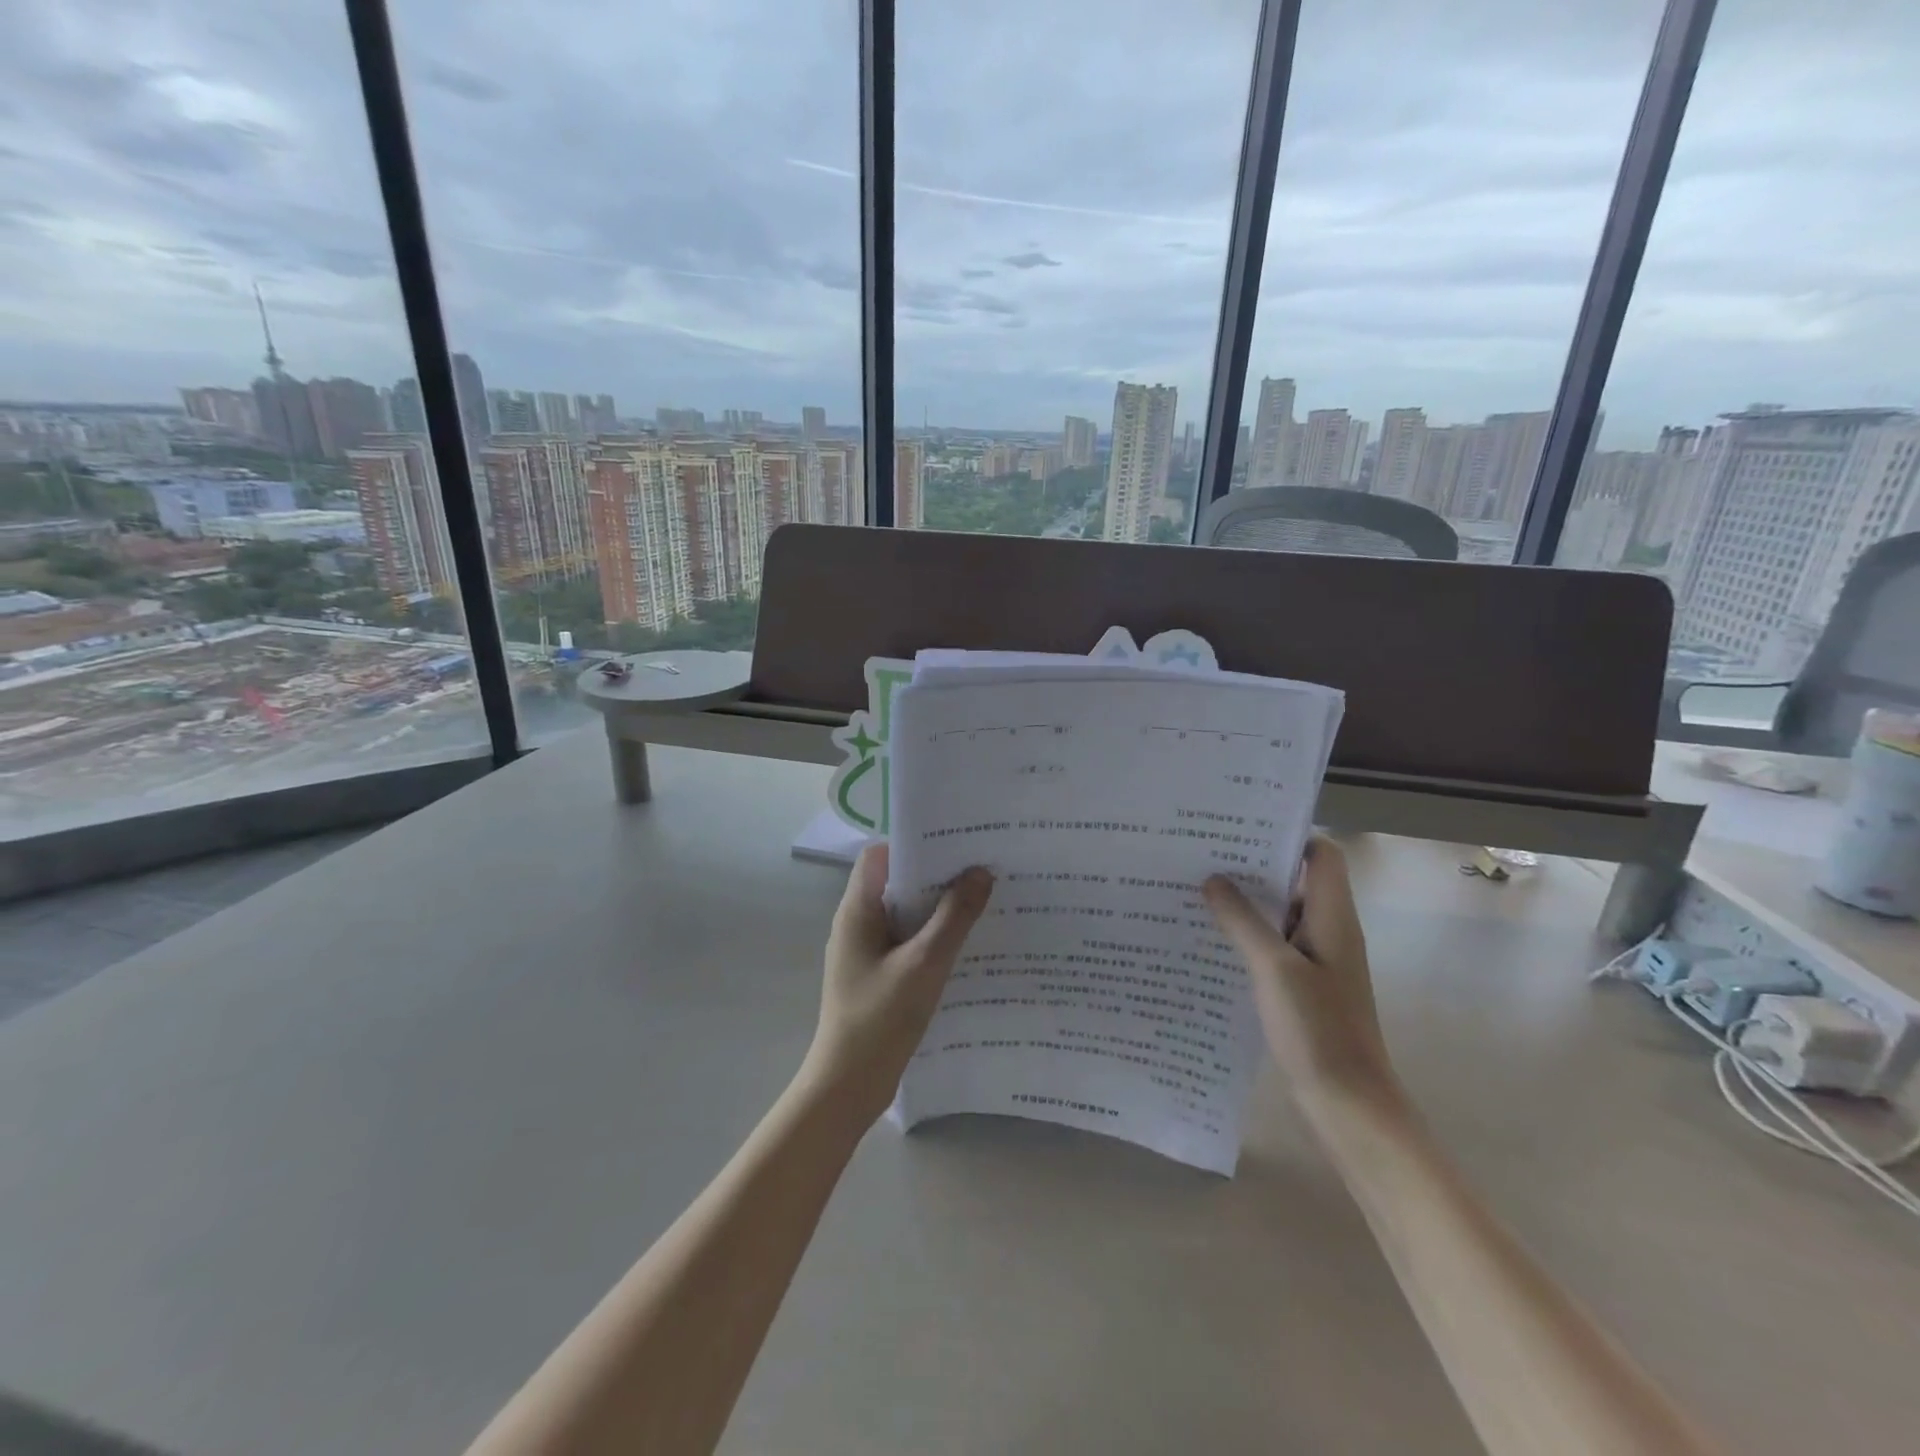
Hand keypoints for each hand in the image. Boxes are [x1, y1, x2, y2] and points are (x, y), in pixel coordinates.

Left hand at [803, 843, 993, 1123]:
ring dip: (937, 908)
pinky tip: (965, 945)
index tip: (955, 844)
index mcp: (857, 911)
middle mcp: (857, 924)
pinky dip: (932, 936)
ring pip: (904, 914)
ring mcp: (865, 951)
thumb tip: (980, 872)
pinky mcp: (876, 975)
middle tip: (981, 869)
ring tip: (981, 901)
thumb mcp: (924, 964)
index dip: (914, 844)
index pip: (880, 855)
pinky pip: (906, 941)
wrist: (848, 1086)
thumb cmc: (880, 1019)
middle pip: (896, 882)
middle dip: (936, 875)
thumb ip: (954, 917)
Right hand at [1204, 837, 1396, 1113]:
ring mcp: (1317, 960)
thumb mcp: (1274, 968)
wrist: (1348, 1105)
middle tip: (1202, 855)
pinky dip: (1247, 936)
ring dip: (1246, 904)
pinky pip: (1274, 946)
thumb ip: (1243, 920)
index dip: (1288, 836)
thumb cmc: (1317, 1030)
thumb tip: (1214, 879)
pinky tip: (1210, 940)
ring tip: (1196, 891)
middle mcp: (1329, 930)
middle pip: (1296, 881)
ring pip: (1281, 915)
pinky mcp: (1303, 986)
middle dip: (1253, 867)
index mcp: (1332, 917)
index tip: (1240, 829)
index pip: (1322, 855)